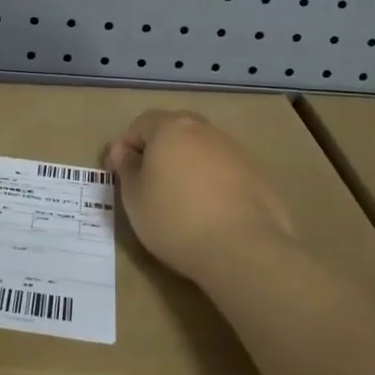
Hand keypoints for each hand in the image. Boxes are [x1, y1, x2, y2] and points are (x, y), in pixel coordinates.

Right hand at [105, 110, 296, 285]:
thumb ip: (126, 167)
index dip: (124, 146)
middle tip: (148, 182)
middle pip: (174, 132)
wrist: (243, 249)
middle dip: (158, 151)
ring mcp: (235, 151)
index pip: (140, 124)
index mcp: (171, 128)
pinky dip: (211, 183)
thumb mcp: (134, 197)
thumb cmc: (175, 219)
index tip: (116, 174)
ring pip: (201, 150)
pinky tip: (209, 212)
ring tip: (180, 200)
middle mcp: (205, 130)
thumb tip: (125, 151)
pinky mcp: (257, 175)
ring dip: (187, 166)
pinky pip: (224, 171)